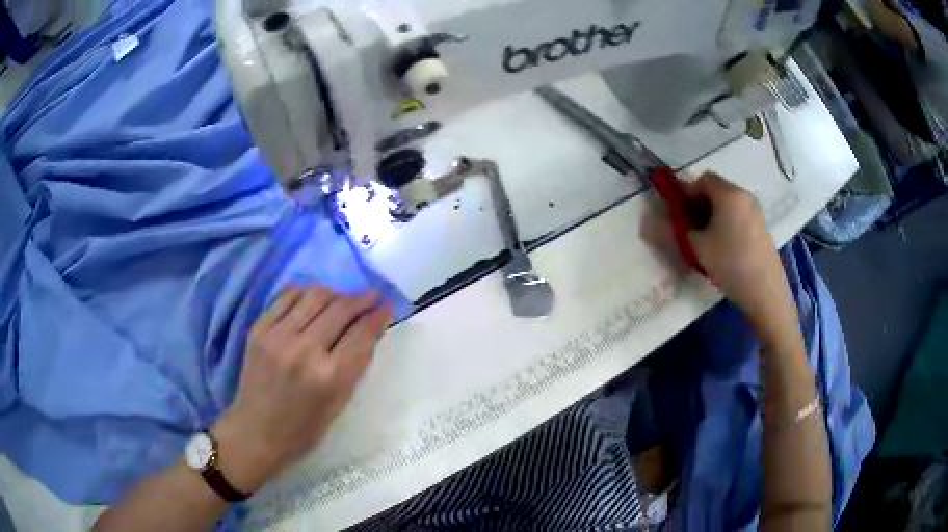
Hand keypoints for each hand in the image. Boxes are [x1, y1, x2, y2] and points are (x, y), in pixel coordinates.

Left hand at [213, 286, 394, 492]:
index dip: (379, 315)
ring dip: (336, 293)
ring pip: (315, 295)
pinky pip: (287, 296)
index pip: (362, 333)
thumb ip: (355, 366)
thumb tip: (369, 331)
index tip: (388, 305)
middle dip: (362, 299)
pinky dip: (306, 292)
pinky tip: (313, 299)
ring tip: (343, 299)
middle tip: (372, 297)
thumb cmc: (303, 430)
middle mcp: (305, 350)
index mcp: (330, 377)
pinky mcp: (259, 329)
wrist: (256, 432)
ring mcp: (279, 336)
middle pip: (341, 308)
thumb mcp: (339, 404)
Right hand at [646, 173, 792, 322]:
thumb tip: (646, 223)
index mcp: (729, 194)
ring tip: (706, 243)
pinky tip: (724, 250)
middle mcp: (744, 196)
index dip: (686, 193)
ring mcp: (756, 212)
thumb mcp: (696, 248)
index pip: (702, 179)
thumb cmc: (730, 264)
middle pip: (715, 190)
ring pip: (727, 204)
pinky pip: (738, 216)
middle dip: (698, 205)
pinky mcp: (762, 228)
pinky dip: (726, 224)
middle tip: (690, 230)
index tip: (679, 216)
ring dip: (712, 216)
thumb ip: (670, 231)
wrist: (766, 293)